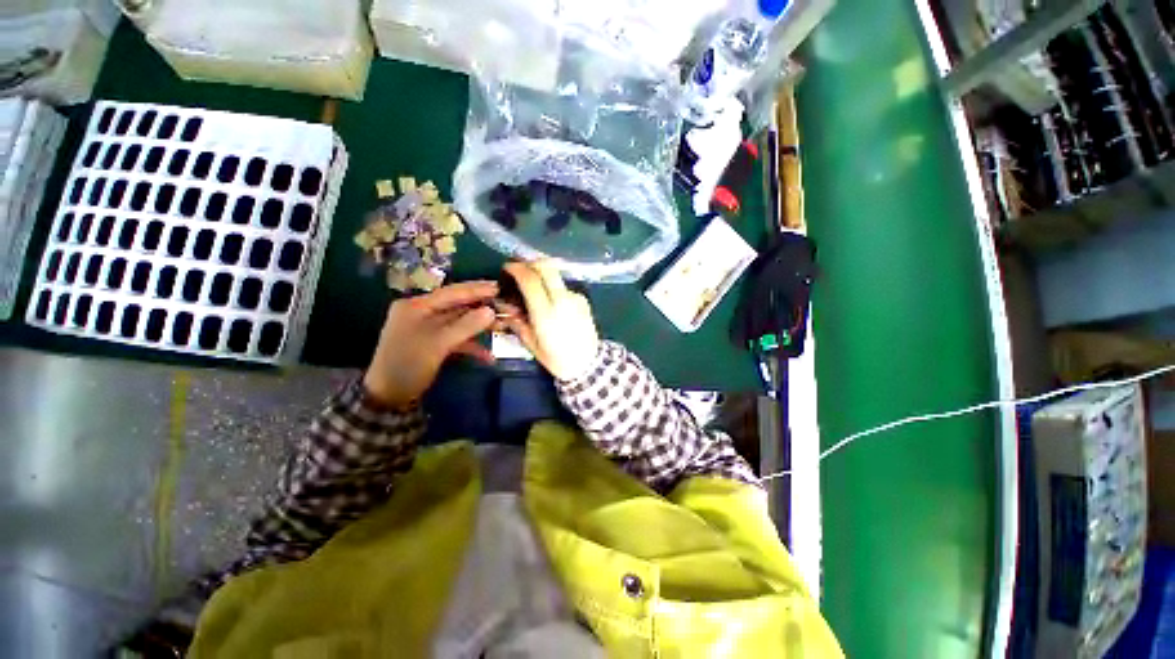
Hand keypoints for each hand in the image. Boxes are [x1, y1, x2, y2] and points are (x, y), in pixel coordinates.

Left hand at [363, 281, 497, 407]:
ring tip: (503, 326)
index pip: (452, 292)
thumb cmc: (408, 365)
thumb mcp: (437, 344)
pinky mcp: (435, 343)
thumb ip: (465, 326)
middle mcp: (423, 313)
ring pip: (460, 322)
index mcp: (417, 306)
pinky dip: (472, 345)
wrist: (388, 396)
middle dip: (482, 308)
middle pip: (458, 306)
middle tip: (506, 305)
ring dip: (480, 327)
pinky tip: (488, 357)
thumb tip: (491, 311)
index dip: (477, 290)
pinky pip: (457, 339)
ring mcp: (429, 329)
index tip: (500, 288)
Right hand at [502, 261, 599, 380]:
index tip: (508, 267)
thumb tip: (506, 306)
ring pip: (556, 275)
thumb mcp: (531, 343)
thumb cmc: (556, 358)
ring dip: (543, 276)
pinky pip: (564, 288)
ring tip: (535, 289)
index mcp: (546, 313)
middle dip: (531, 263)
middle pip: (547, 267)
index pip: (531, 280)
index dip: (517, 269)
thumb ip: (517, 322)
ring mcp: (575, 298)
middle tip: (521, 269)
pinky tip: (551, 302)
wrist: (588, 364)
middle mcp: (562, 300)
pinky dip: (554, 289)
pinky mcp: (583, 300)